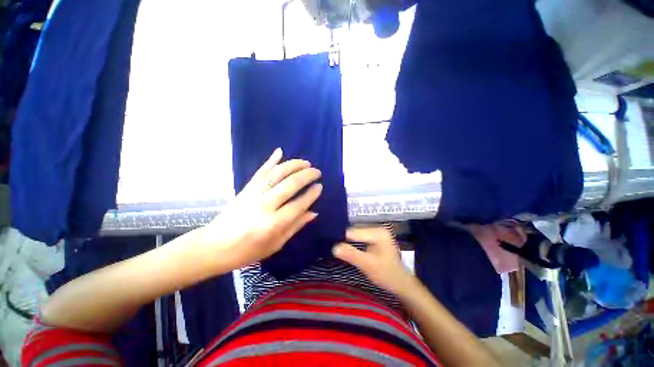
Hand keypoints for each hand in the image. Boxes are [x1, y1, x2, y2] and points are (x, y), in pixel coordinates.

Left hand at [199, 148, 322, 269]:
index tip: (320, 187)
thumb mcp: (275, 245)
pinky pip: (261, 171)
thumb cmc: (247, 251)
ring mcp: (254, 194)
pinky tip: (280, 151)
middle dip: (307, 175)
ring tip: (306, 162)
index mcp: (274, 223)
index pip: (299, 204)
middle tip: (317, 172)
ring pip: (277, 173)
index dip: (312, 194)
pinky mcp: (246, 188)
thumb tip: (313, 212)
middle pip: (290, 184)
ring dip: (293, 165)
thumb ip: (295, 226)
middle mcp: (265, 205)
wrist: (214, 246)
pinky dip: (271, 160)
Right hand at [333, 227, 414, 295]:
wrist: (401, 284)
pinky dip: (353, 244)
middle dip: (345, 241)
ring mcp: (377, 233)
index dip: (342, 239)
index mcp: (378, 232)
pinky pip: (360, 238)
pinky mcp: (375, 238)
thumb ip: (351, 255)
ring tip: (339, 250)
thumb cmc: (387, 275)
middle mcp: (377, 228)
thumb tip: (334, 247)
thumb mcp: (368, 265)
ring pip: (356, 235)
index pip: (354, 232)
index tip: (332, 247)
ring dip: (348, 243)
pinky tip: (349, 250)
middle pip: (355, 232)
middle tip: (334, 250)